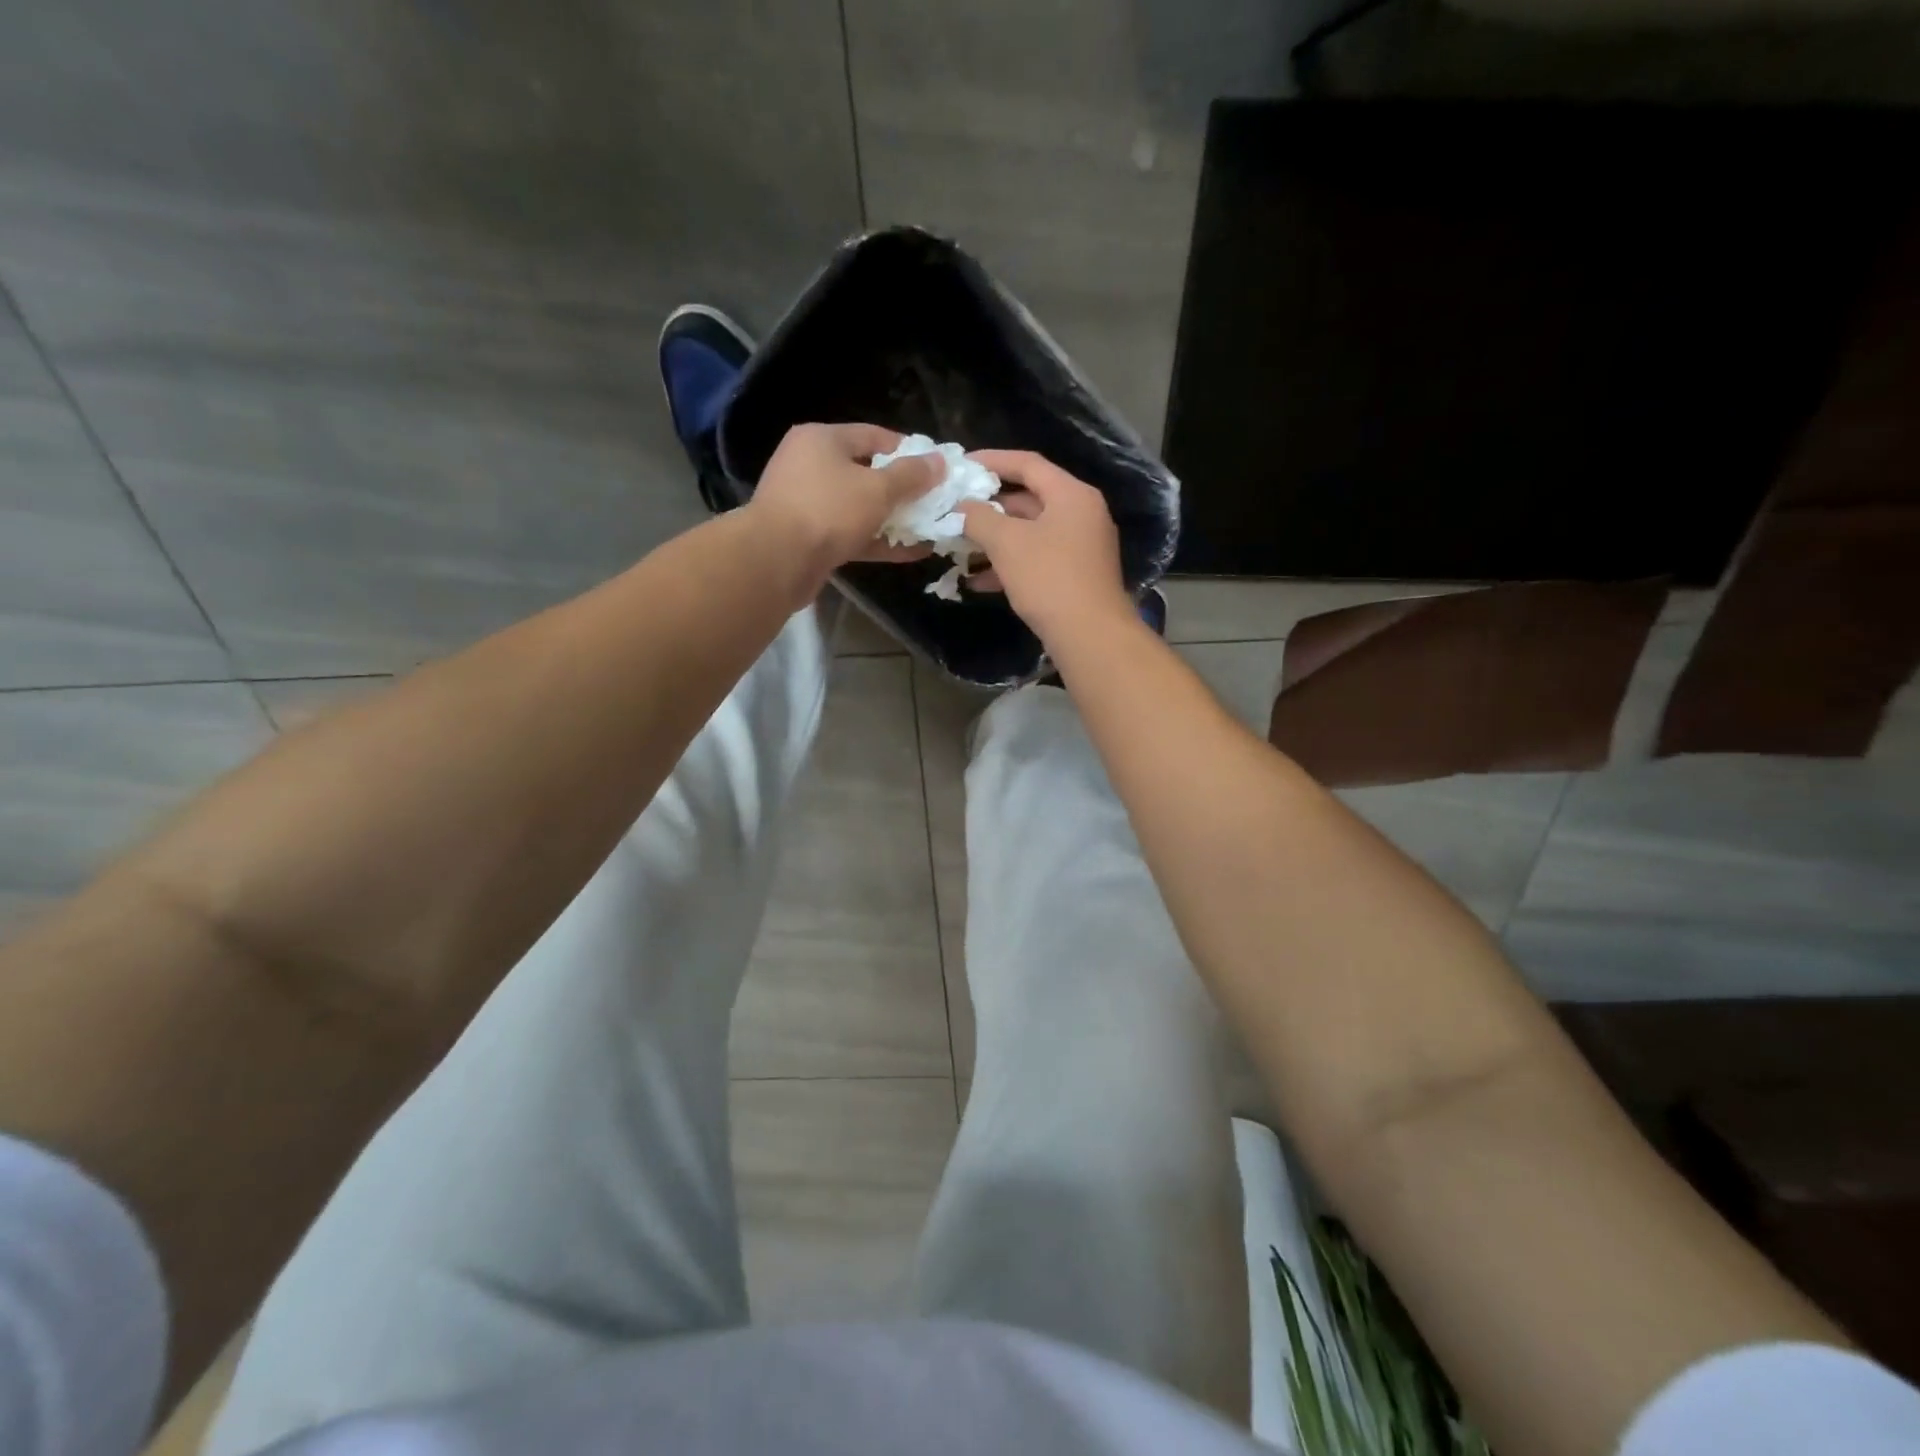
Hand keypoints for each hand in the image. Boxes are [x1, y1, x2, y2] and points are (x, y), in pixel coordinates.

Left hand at [747, 423, 942, 573]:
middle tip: (934, 500)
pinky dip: (878, 541)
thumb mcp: (878, 489)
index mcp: (822, 439)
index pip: (873, 435)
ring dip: (893, 519)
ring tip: (929, 528)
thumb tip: (939, 461)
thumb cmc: (828, 510)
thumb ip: (911, 476)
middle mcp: (811, 466)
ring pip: (859, 507)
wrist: (777, 561)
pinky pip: (852, 534)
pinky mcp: (810, 539)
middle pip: (866, 472)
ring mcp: (808, 504)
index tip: (935, 468)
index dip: (908, 451)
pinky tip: (911, 552)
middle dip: (902, 489)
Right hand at [958, 450, 1132, 641]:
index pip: (1028, 463)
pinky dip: (1010, 565)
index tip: (962, 465)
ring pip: (1030, 533)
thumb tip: (962, 507)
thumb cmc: (1049, 579)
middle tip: (957, 510)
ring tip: (960, 547)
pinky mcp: (1075, 576)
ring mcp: (1081, 547)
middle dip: (990, 507)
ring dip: (995, 540)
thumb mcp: (1007, 543)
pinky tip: (978, 581)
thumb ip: (979, 518)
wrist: (1090, 635)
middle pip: (1029, 499)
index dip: (992, 460)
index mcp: (1071, 495)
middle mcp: (1081, 514)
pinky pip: (1037, 559)